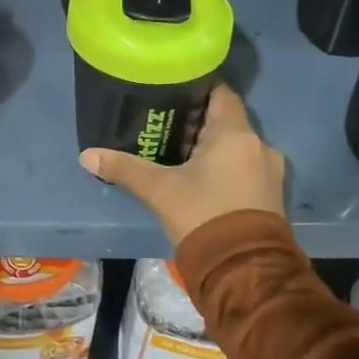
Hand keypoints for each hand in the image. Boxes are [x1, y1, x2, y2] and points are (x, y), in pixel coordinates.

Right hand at [79, 83, 284, 244]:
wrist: (244, 271)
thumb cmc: (203, 216)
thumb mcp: (159, 191)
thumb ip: (125, 168)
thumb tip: (87, 155)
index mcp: (235, 134)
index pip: (221, 92)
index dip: (197, 86)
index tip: (172, 90)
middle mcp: (259, 145)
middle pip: (227, 119)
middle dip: (198, 120)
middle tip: (165, 123)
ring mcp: (269, 171)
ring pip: (236, 146)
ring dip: (212, 147)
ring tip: (179, 152)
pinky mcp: (271, 195)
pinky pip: (245, 167)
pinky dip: (225, 166)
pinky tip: (201, 178)